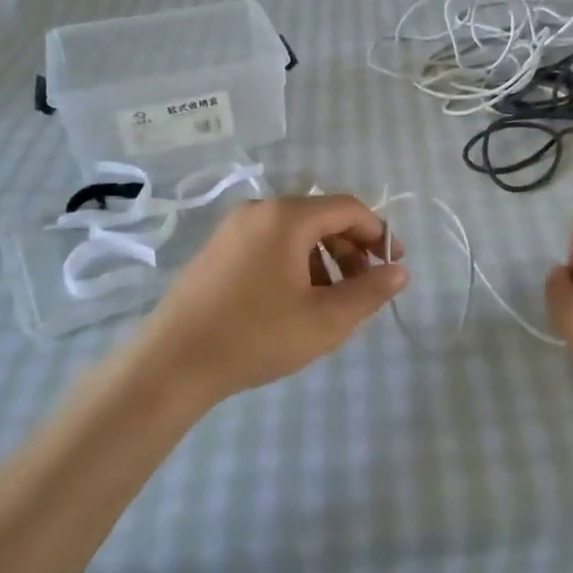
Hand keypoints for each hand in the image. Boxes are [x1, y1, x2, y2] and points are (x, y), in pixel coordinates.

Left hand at [121, 194, 406, 406]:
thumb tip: (400, 272)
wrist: (172, 364)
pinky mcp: (216, 251)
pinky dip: (295, 264)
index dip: (378, 233)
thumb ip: (370, 292)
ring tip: (332, 301)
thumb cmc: (256, 336)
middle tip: (366, 287)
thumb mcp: (325, 320)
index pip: (348, 208)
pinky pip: (269, 245)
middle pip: (321, 217)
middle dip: (351, 249)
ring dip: (324, 259)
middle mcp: (258, 211)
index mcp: (286, 217)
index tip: (394, 265)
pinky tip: (295, 302)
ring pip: (294, 233)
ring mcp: (232, 229)